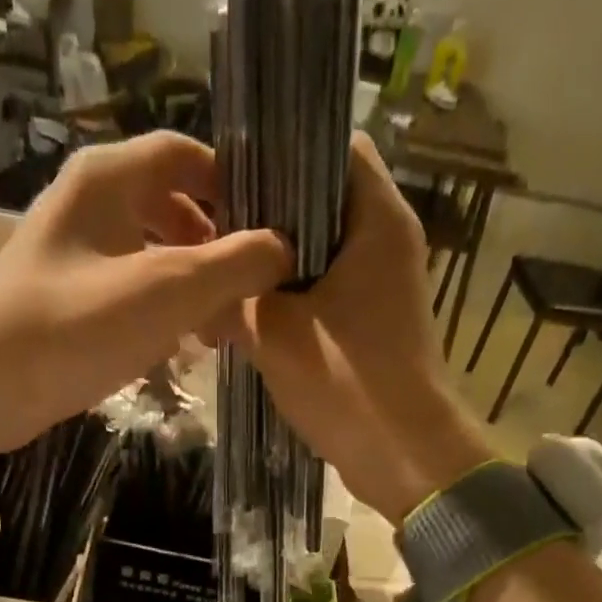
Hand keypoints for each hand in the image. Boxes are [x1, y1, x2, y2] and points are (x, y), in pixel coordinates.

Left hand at [0, 132, 290, 453]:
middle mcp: (87, 202)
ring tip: (218, 330)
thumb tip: (282, 250)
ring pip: (150, 251)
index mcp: (106, 178)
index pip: (185, 153)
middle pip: (171, 205)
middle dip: (215, 247)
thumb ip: (234, 264)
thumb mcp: (167, 291)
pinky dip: (159, 308)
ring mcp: (72, 252)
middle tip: (246, 293)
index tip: (268, 231)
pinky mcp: (65, 298)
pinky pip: (127, 288)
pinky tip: (177, 346)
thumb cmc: (77, 327)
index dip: (232, 186)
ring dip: (190, 285)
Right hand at [236, 133, 487, 520]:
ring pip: (320, 252)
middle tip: (212, 228)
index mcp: (377, 218)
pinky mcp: (374, 325)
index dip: (280, 149)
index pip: (332, 144)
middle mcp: (387, 241)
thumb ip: (232, 298)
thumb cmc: (347, 382)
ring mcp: (384, 286)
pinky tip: (247, 316)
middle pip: (321, 200)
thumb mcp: (274, 334)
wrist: (404, 457)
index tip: (230, 172)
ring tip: (221, 273)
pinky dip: (291, 299)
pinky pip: (326, 293)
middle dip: (266, 215)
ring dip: (274, 265)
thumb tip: (197, 286)